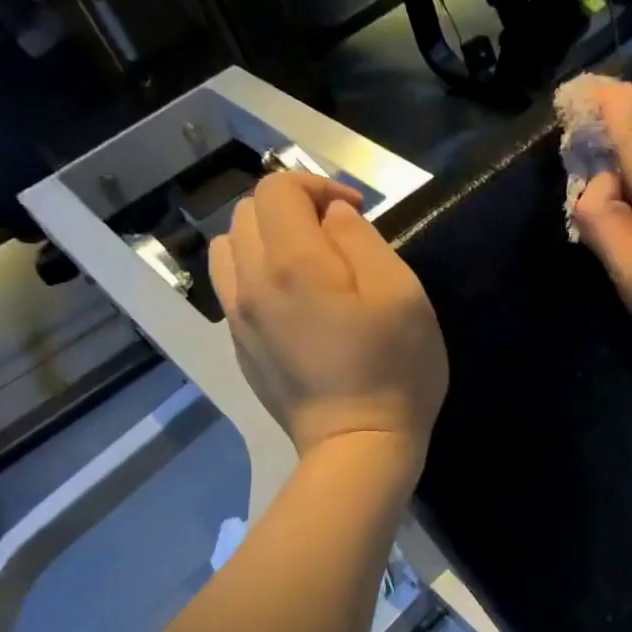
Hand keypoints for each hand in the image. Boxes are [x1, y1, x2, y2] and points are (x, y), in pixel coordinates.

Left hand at [210, 173, 447, 468]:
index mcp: (291, 263)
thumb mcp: (401, 294)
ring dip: (266, 238)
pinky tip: (293, 300)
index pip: (278, 188)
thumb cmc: (394, 370)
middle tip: (336, 236)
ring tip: (308, 262)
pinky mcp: (239, 346)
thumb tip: (333, 216)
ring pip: (230, 247)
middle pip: (248, 212)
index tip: (355, 211)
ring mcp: (237, 318)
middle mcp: (250, 282)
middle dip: (292, 208)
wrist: (358, 446)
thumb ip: (362, 240)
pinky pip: (232, 287)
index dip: (317, 184)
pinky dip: (256, 273)